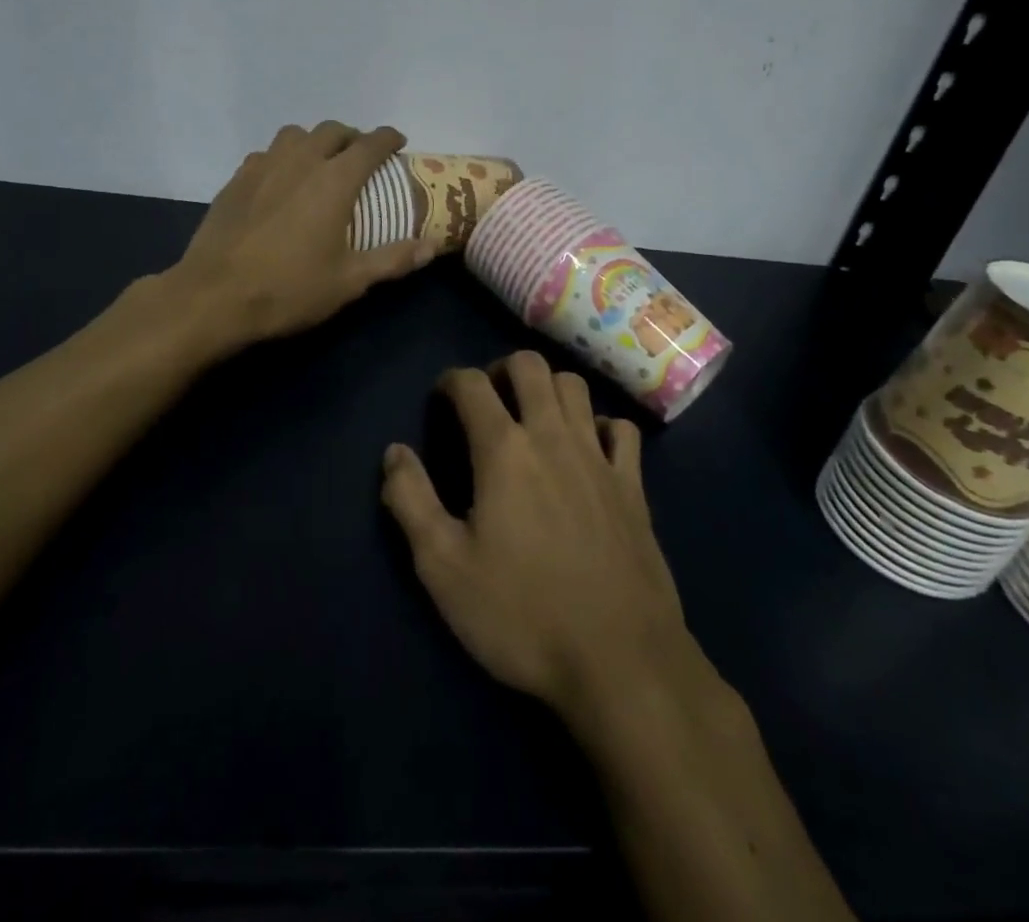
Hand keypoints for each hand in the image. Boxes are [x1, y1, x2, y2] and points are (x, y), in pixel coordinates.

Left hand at [171, 122, 435, 346]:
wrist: (214, 297)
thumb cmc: (289, 289)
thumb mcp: (349, 281)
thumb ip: (393, 259)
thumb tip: (433, 246)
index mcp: (333, 181)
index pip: (369, 144)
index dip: (388, 138)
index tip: (398, 141)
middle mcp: (300, 162)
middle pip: (331, 130)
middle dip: (352, 136)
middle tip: (361, 155)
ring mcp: (262, 167)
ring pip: (294, 134)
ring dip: (314, 141)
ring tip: (319, 162)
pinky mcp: (235, 180)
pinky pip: (265, 154)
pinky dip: (282, 157)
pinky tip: (280, 181)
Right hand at [380, 351, 691, 721]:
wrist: (621, 662)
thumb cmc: (522, 614)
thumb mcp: (443, 568)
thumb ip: (410, 501)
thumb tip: (394, 452)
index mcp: (504, 450)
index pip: (472, 384)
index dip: (450, 380)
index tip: (441, 398)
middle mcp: (553, 437)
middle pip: (530, 365)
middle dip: (502, 369)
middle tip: (488, 400)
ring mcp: (600, 458)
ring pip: (576, 387)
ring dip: (549, 388)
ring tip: (533, 417)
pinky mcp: (634, 486)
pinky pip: (621, 429)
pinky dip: (600, 425)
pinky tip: (589, 449)